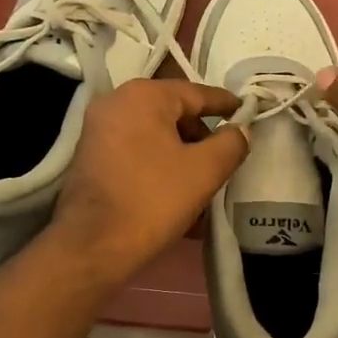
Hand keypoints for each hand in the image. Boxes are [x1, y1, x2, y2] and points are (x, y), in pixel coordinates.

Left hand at [48, 78, 247, 286]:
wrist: (93, 244)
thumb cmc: (153, 199)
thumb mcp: (205, 170)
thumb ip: (231, 143)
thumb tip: (240, 130)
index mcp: (144, 96)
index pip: (197, 93)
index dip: (226, 105)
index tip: (247, 113)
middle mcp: (116, 102)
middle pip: (173, 113)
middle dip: (201, 135)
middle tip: (224, 158)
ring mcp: (98, 130)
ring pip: (154, 135)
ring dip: (181, 154)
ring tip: (203, 181)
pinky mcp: (90, 157)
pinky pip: (135, 152)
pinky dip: (158, 165)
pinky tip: (176, 192)